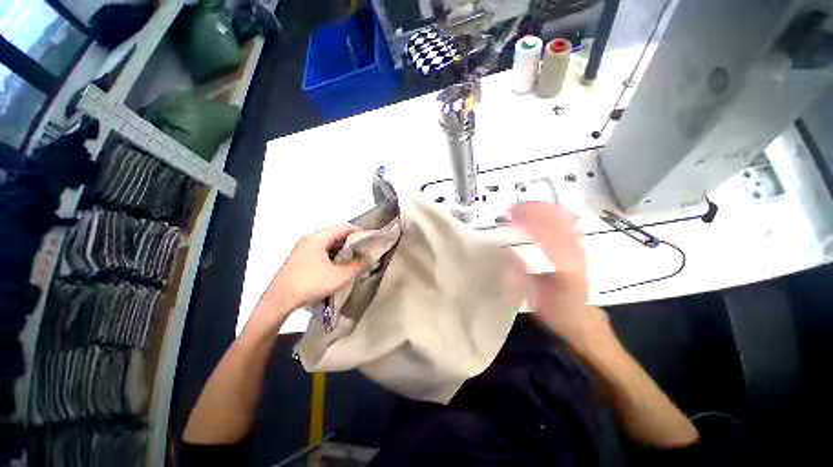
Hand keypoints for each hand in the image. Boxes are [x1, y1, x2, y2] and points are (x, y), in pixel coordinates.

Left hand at [250, 225, 365, 332]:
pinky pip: (321, 250)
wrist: (279, 301)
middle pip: (335, 234)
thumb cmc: (310, 284)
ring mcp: (303, 248)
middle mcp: (310, 239)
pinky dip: (333, 254)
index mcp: (318, 238)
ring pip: (328, 243)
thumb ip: (357, 266)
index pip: (343, 227)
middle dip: (352, 241)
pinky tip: (339, 264)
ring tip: (355, 258)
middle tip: (365, 250)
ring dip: (342, 249)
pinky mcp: (300, 258)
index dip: (359, 232)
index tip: (371, 240)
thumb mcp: (339, 276)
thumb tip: (369, 259)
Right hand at [507, 202, 606, 345]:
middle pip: (557, 220)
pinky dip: (553, 214)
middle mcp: (576, 252)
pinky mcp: (580, 247)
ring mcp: (580, 247)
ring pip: (564, 218)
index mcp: (565, 265)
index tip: (509, 216)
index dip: (527, 220)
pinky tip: (541, 213)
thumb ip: (519, 275)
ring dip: (542, 209)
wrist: (582, 317)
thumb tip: (503, 251)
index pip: (546, 234)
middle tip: (512, 209)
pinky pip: (568, 223)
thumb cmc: (556, 310)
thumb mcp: (534, 298)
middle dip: (533, 210)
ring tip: (522, 208)